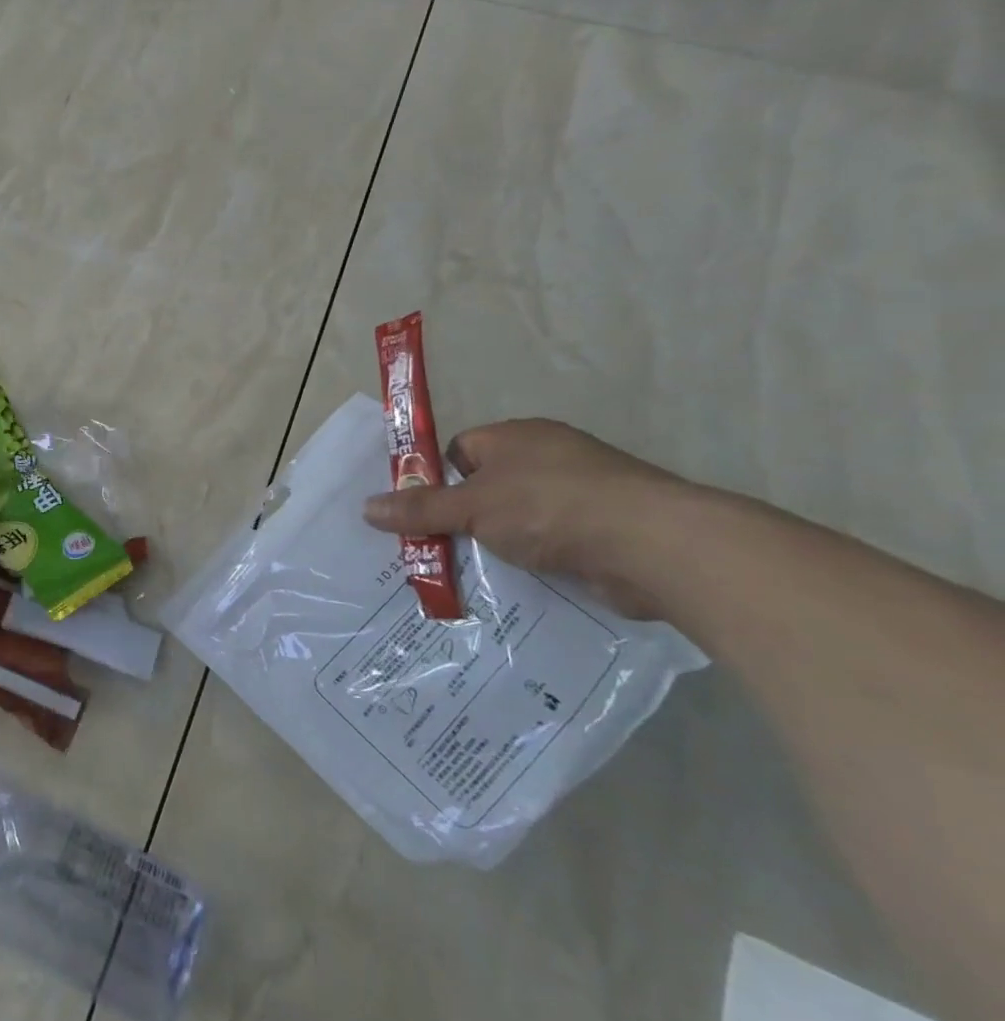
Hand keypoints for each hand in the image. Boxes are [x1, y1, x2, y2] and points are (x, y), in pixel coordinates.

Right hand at [363, 419, 689, 618]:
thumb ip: (420, 509)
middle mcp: (547, 457)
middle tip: (432, 546)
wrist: (652, 544)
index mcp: (515, 437)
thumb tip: (367, 507)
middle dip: (460, 516)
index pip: (459, 450)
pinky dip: (530, 559)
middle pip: (485, 485)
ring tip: (466, 572)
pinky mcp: (602, 529)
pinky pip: (548, 541)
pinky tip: (514, 583)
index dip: (434, 478)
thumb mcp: (472, 507)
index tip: (418, 512)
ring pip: (516, 517)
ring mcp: (579, 492)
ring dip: (495, 542)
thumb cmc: (549, 507)